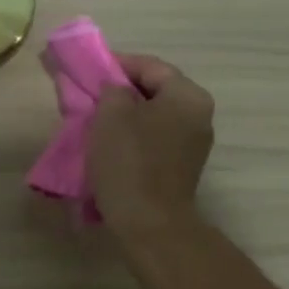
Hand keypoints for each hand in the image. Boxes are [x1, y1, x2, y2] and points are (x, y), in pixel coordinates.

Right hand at [88, 54, 214, 236]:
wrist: (149, 223)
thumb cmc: (130, 162)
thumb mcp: (111, 114)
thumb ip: (112, 89)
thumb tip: (116, 89)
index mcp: (188, 96)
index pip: (150, 66)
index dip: (117, 64)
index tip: (89, 71)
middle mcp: (199, 115)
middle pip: (155, 90)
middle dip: (121, 91)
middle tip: (91, 96)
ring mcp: (194, 143)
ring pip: (154, 116)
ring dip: (126, 116)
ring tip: (96, 120)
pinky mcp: (182, 166)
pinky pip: (156, 139)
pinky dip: (134, 136)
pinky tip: (111, 144)